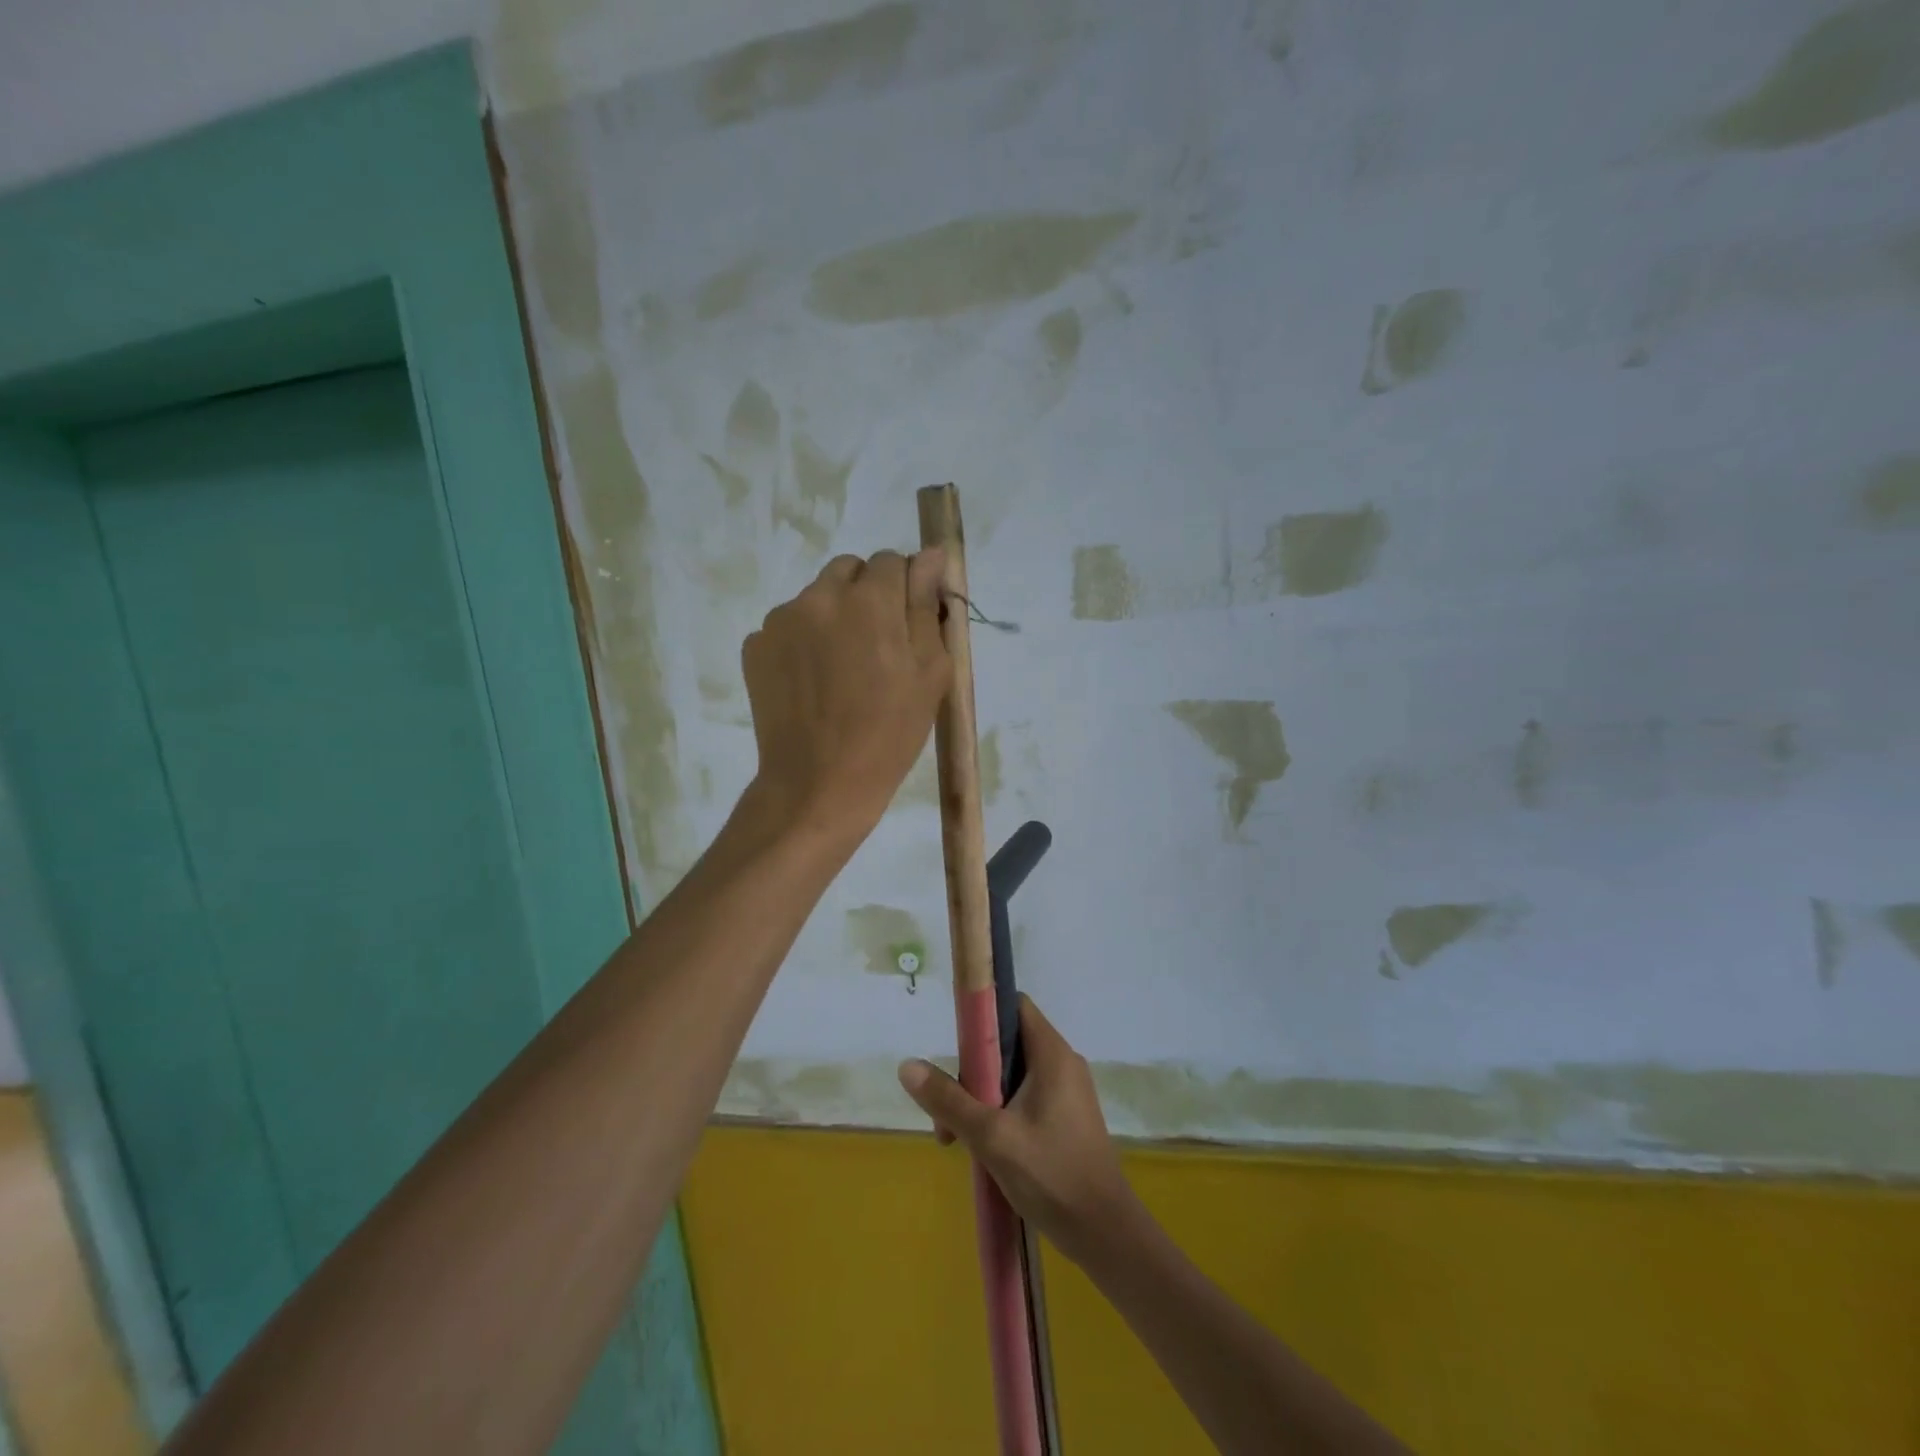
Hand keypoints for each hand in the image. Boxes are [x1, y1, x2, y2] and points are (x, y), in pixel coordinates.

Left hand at [741, 550, 950, 846]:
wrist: (818, 783)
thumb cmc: (890, 732)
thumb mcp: (930, 672)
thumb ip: (926, 606)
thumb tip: (929, 556)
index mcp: (869, 599)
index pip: (892, 562)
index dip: (905, 589)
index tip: (907, 625)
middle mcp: (820, 596)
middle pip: (850, 571)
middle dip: (866, 595)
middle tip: (876, 646)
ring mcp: (780, 620)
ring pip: (816, 598)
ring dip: (833, 617)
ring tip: (841, 670)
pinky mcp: (755, 646)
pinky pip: (788, 627)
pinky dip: (803, 642)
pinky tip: (812, 683)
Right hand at [897, 996, 1136, 1265]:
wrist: (1105, 1235)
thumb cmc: (1051, 1176)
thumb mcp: (992, 1137)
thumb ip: (949, 1100)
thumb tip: (907, 1066)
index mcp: (1052, 1054)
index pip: (1013, 1005)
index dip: (981, 1014)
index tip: (953, 1044)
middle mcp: (1062, 1063)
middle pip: (1007, 1044)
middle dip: (971, 1072)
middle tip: (947, 1110)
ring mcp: (1067, 1092)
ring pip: (1012, 1076)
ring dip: (981, 1099)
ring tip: (956, 1139)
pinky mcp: (1066, 1119)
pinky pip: (1025, 1098)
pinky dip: (1000, 1113)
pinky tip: (984, 1149)